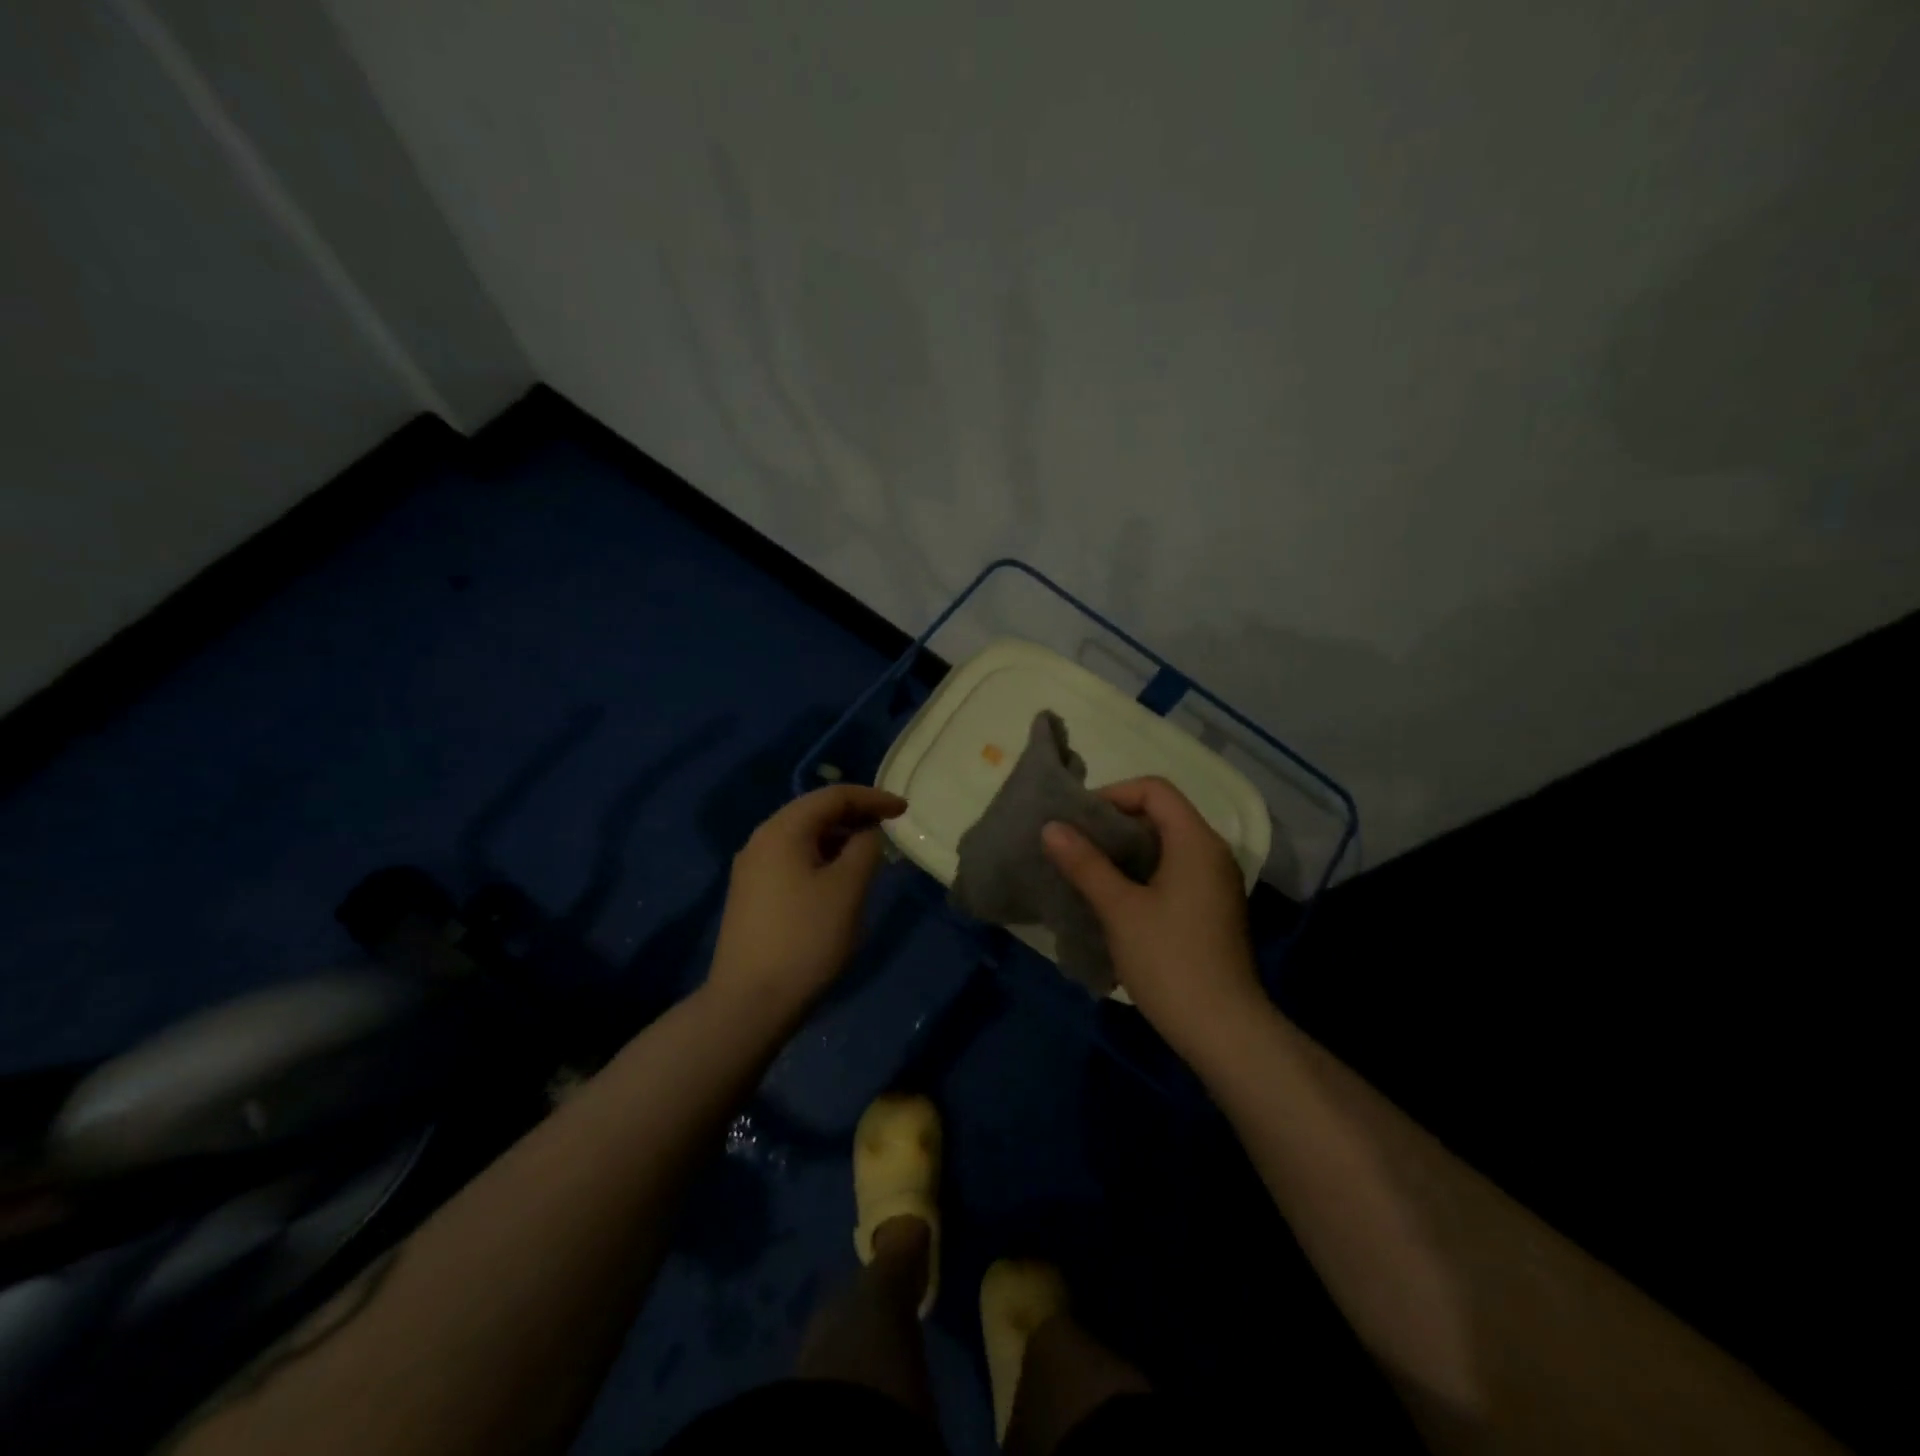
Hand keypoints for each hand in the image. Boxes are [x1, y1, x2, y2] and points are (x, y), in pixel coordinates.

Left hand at [708, 785, 906, 1018]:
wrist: (749, 1003)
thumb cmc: (806, 939)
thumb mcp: (847, 889)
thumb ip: (865, 849)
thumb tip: (867, 834)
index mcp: (782, 830)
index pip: (833, 796)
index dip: (872, 798)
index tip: (904, 810)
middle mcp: (760, 841)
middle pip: (814, 812)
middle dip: (855, 815)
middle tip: (889, 828)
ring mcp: (751, 870)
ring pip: (802, 838)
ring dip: (838, 838)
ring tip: (870, 854)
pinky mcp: (751, 896)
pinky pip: (792, 860)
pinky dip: (821, 858)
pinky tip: (839, 880)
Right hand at [1041, 777, 1261, 1052]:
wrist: (1223, 1030)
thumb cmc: (1169, 960)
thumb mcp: (1120, 909)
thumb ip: (1085, 863)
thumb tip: (1051, 827)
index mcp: (1196, 841)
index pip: (1155, 789)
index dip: (1113, 794)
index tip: (1078, 821)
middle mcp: (1211, 853)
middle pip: (1161, 814)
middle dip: (1114, 824)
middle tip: (1074, 844)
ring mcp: (1215, 883)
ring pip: (1165, 846)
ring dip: (1125, 851)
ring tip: (1086, 870)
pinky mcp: (1211, 909)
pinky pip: (1173, 872)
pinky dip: (1141, 873)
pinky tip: (1113, 899)